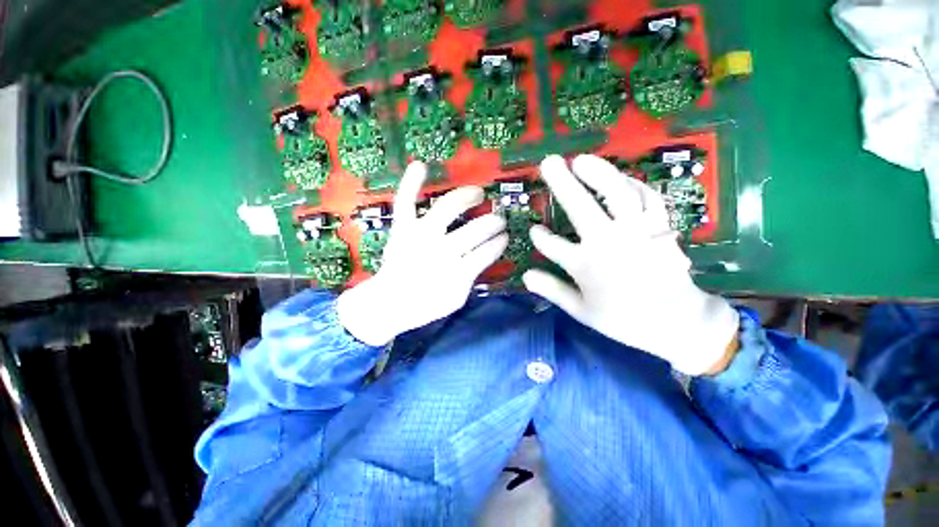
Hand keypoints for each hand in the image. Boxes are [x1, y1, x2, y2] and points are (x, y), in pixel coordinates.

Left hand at [337, 162, 508, 345]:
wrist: (389, 302)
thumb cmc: (426, 302)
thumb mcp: (457, 298)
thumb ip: (472, 277)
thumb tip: (485, 254)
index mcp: (457, 272)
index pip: (487, 252)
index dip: (499, 243)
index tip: (505, 238)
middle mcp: (441, 249)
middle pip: (474, 230)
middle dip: (492, 222)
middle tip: (498, 219)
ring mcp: (420, 234)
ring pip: (448, 208)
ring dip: (467, 198)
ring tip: (478, 193)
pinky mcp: (402, 228)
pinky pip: (406, 202)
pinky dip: (411, 183)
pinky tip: (421, 166)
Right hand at [523, 155, 738, 374]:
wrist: (677, 323)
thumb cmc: (623, 319)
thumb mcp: (581, 311)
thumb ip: (552, 290)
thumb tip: (525, 276)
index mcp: (585, 266)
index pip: (551, 245)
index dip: (539, 237)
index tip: (534, 231)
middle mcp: (607, 244)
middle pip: (580, 208)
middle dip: (561, 183)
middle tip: (548, 162)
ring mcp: (635, 232)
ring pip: (617, 194)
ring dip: (598, 173)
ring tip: (581, 159)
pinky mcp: (659, 227)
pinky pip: (647, 198)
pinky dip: (632, 185)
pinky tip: (619, 178)